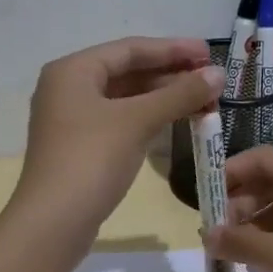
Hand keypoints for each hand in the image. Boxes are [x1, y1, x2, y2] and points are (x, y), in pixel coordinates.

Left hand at [15, 37, 223, 234]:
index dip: (172, 49)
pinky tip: (175, 121)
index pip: (130, 49)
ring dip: (162, 97)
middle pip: (127, 71)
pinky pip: (119, 120)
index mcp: (73, 70)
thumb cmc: (92, 160)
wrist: (53, 222)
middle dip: (170, 74)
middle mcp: (68, 88)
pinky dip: (148, 117)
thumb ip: (179, 94)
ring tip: (202, 100)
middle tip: (211, 80)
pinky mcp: (80, 146)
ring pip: (124, 98)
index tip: (209, 54)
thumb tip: (219, 74)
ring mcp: (72, 119)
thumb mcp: (138, 122)